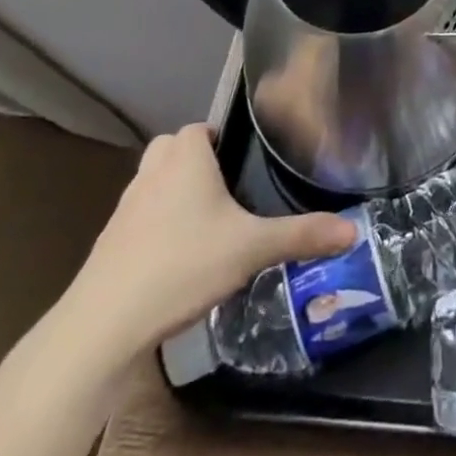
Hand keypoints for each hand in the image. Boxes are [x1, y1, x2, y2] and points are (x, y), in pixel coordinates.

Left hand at [52, 124, 354, 374]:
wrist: (102, 327)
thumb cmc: (182, 266)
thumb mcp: (252, 249)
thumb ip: (303, 235)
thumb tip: (353, 231)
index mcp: (185, 159)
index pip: (200, 128)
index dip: (220, 139)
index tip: (243, 161)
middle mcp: (151, 173)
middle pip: (172, 150)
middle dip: (195, 162)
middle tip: (226, 189)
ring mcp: (124, 209)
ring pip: (152, 184)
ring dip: (173, 194)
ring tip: (206, 224)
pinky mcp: (107, 245)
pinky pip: (138, 220)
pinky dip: (155, 229)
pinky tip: (177, 260)